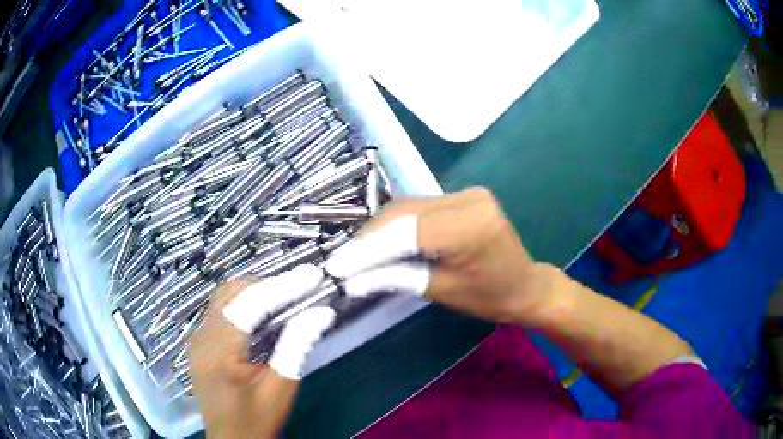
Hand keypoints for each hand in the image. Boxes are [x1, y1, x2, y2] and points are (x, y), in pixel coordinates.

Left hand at [188, 266, 334, 438]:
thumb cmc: (257, 421)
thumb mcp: (282, 388)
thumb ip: (297, 346)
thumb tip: (321, 312)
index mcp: (220, 354)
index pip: (249, 306)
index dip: (281, 286)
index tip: (311, 275)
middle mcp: (201, 338)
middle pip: (230, 292)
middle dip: (266, 284)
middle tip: (299, 288)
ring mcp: (196, 338)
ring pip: (223, 296)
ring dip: (254, 291)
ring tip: (285, 297)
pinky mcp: (199, 342)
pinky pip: (220, 309)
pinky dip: (244, 303)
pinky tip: (263, 314)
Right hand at [326, 187, 561, 325]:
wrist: (525, 284)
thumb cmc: (490, 297)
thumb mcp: (441, 291)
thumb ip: (396, 278)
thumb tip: (352, 279)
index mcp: (469, 227)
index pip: (406, 232)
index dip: (367, 249)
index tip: (337, 266)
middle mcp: (468, 200)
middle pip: (404, 213)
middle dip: (369, 238)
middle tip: (344, 261)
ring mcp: (467, 193)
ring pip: (408, 208)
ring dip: (380, 231)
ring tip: (356, 254)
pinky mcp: (463, 196)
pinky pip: (420, 208)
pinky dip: (398, 225)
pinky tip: (382, 241)